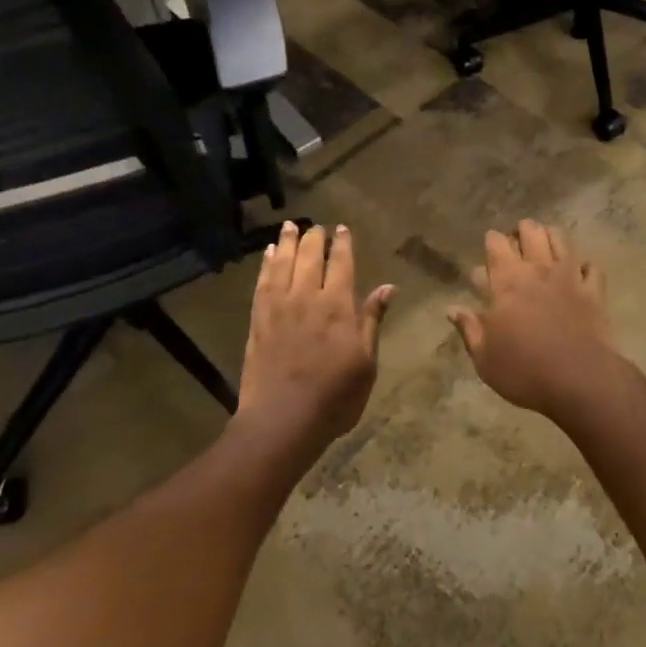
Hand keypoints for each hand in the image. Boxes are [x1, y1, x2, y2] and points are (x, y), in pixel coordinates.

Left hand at [237, 221, 392, 464]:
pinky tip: (268, 256)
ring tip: (289, 227)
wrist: (282, 421)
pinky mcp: (258, 321)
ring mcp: (278, 308)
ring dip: (287, 243)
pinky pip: (261, 284)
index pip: (341, 264)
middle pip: (310, 258)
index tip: (342, 229)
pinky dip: (266, 265)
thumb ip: (372, 320)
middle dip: (314, 238)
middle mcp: (307, 298)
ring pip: (282, 264)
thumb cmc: (335, 396)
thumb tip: (388, 287)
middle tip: (316, 225)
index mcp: (338, 306)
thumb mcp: (366, 362)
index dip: (342, 244)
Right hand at [448, 221, 624, 423]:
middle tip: (517, 244)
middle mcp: (538, 270)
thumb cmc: (524, 370)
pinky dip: (584, 267)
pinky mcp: (594, 291)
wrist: (579, 380)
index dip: (492, 241)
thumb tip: (452, 309)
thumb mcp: (484, 358)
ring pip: (560, 239)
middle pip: (531, 231)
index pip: (496, 244)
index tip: (490, 248)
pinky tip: (579, 274)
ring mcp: (569, 277)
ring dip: (550, 237)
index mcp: (507, 282)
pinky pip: (591, 267)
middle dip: (522, 231)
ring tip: (545, 247)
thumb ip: (469, 329)